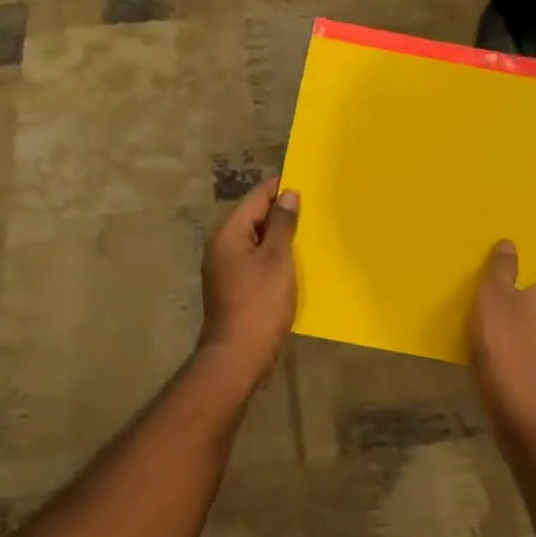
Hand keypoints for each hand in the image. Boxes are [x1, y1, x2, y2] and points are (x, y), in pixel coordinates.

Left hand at [199, 177, 299, 379]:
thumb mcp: (276, 259)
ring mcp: (224, 268)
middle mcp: (221, 246)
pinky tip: (294, 262)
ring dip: (279, 235)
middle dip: (281, 212)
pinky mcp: (233, 287)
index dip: (279, 187)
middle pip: (253, 218)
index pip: (255, 198)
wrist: (238, 355)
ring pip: (255, 241)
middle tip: (313, 207)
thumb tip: (288, 194)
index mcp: (228, 234)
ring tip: (309, 231)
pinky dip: (273, 256)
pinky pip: (255, 260)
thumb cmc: (259, 303)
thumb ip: (282, 224)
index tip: (306, 181)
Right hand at [471, 242, 535, 415]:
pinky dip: (522, 341)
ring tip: (492, 317)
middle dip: (528, 290)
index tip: (512, 269)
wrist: (521, 403)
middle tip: (496, 290)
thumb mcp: (494, 294)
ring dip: (524, 317)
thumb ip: (502, 267)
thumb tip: (510, 244)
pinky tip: (496, 346)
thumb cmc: (508, 338)